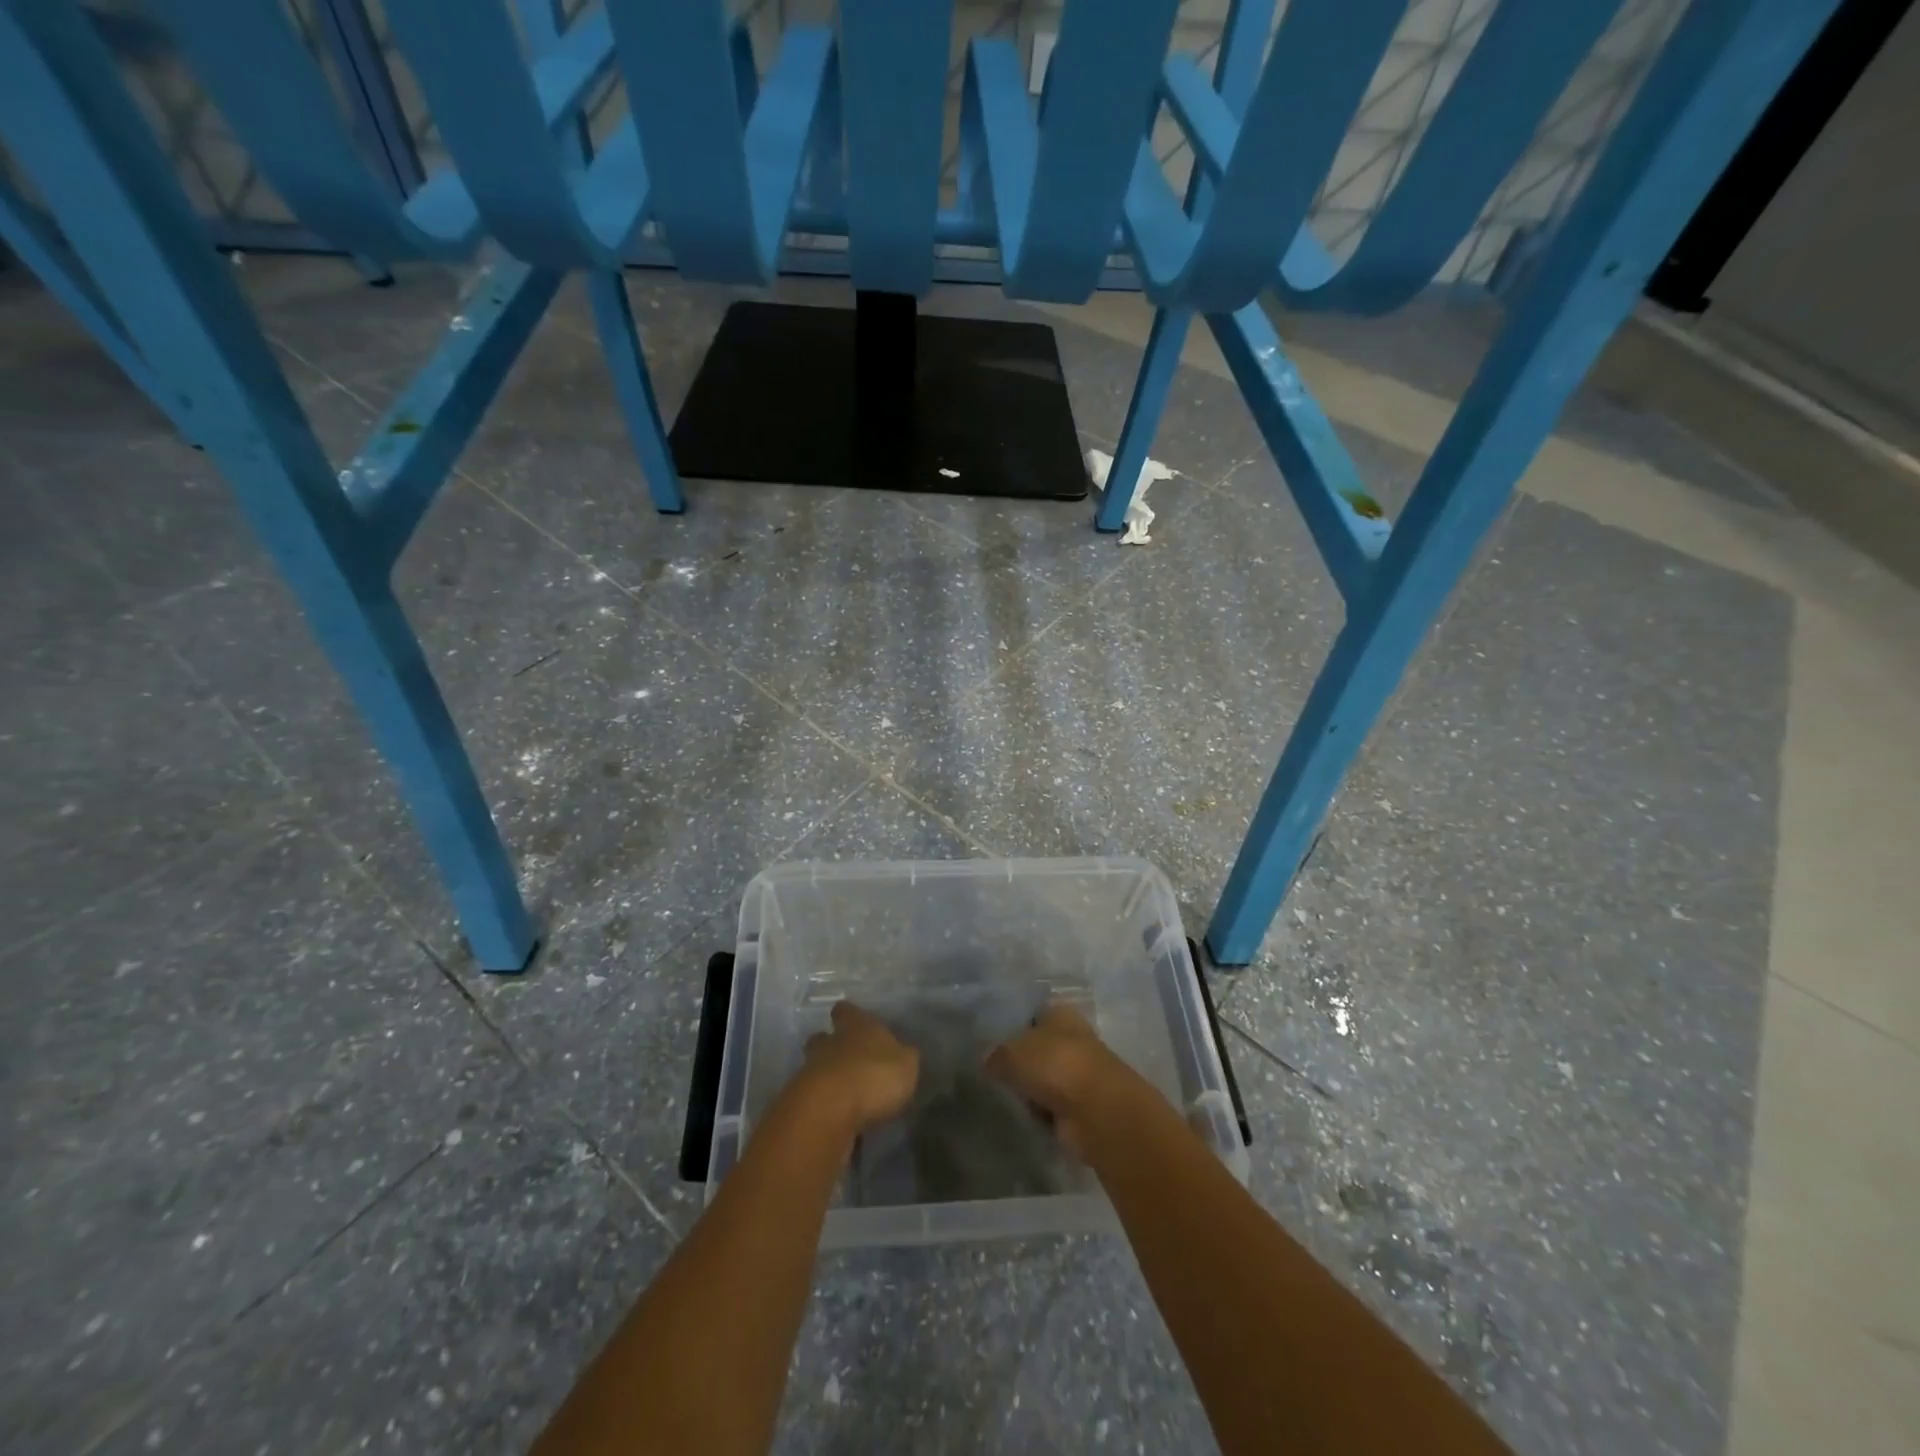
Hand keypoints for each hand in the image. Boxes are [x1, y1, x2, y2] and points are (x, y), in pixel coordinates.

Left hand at [796, 1001, 918, 1135]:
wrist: (830, 1109)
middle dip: (830, 1045)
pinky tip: (836, 1117)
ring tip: (843, 1093)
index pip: (846, 1011)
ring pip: (814, 1067)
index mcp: (856, 1025)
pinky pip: (812, 1098)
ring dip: (826, 1077)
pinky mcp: (800, 1101)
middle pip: (822, 1037)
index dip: (848, 1015)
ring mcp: (810, 1071)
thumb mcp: (906, 1064)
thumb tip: (903, 1053)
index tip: (852, 1021)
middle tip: (845, 1059)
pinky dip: (822, 1105)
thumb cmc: (875, 1074)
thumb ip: (903, 1057)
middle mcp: (830, 1042)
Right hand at [985, 1002, 1136, 1157]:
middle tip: (992, 1070)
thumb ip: (997, 1054)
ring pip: (1046, 1077)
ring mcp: (1079, 1074)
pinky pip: (1052, 1105)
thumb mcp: (1012, 1052)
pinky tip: (1023, 1115)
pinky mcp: (1081, 1107)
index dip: (1016, 1023)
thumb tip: (988, 1060)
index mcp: (1061, 1013)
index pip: (1035, 1012)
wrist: (1096, 1111)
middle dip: (1021, 1059)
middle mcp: (1073, 1039)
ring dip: (1031, 1088)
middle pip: (1040, 1046)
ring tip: (1004, 1094)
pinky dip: (1041, 1112)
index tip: (992, 1039)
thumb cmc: (1055, 1065)